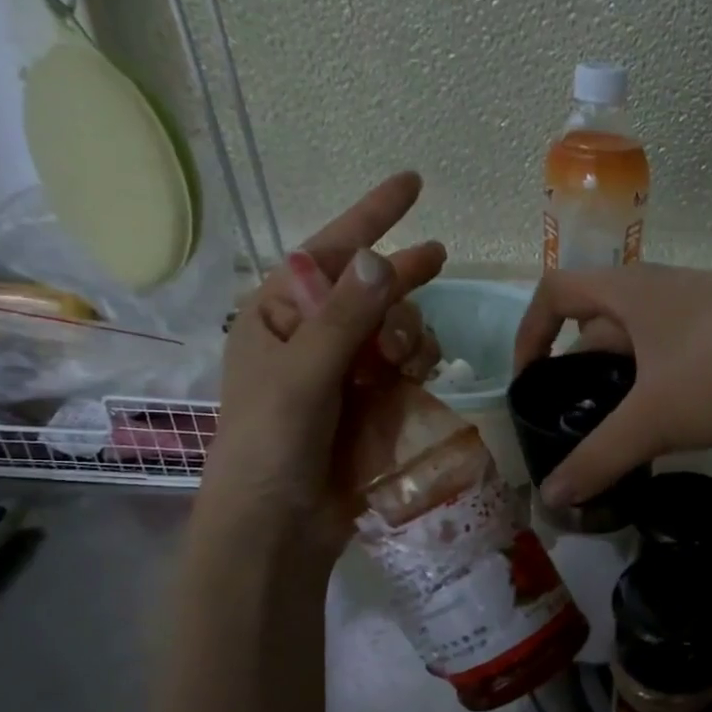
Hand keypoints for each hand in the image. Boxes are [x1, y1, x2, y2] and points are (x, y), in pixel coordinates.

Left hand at [199, 171, 445, 558]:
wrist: (279, 527)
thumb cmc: (271, 444)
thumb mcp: (302, 376)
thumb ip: (343, 319)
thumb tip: (380, 258)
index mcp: (279, 314)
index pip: (330, 252)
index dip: (372, 216)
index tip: (413, 184)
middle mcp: (312, 335)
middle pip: (371, 288)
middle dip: (400, 280)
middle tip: (439, 261)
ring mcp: (345, 371)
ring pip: (397, 328)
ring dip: (410, 333)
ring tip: (406, 360)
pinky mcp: (371, 405)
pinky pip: (407, 368)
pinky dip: (418, 366)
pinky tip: (419, 377)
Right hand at [513, 263, 711, 507]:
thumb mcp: (654, 419)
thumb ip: (598, 458)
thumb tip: (550, 500)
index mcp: (631, 290)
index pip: (556, 292)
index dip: (530, 331)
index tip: (529, 381)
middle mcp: (663, 288)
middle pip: (599, 320)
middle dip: (578, 366)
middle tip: (573, 417)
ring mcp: (704, 307)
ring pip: (643, 339)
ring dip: (621, 377)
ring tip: (618, 426)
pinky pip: (678, 352)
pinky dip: (660, 381)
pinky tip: (671, 420)